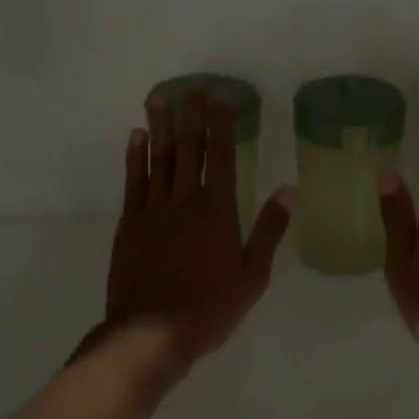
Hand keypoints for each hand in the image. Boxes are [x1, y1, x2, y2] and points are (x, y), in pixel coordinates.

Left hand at [103, 85, 293, 371]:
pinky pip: (133, 181)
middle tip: (190, 85)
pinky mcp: (130, 224)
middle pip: (188, 148)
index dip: (222, 124)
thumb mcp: (253, 274)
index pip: (220, 156)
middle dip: (190, 114)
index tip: (221, 97)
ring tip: (159, 96)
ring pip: (157, 158)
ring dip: (159, 125)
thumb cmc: (210, 307)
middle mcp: (184, 200)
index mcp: (218, 210)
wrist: (152, 333)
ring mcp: (152, 210)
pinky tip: (137, 137)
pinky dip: (135, 157)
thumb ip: (269, 230)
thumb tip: (288, 190)